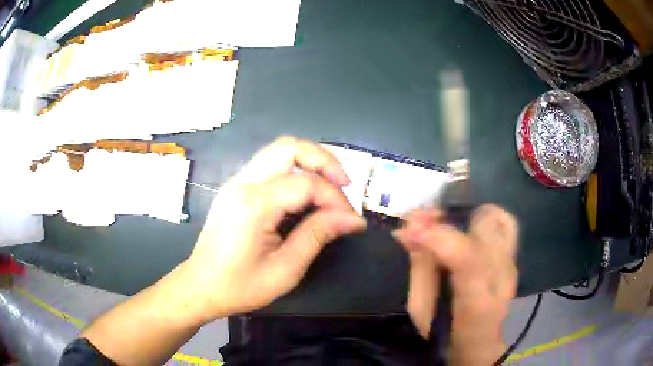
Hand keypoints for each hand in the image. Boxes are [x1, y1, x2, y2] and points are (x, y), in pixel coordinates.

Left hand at [186, 137, 366, 320]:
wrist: (201, 287)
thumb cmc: (241, 286)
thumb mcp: (285, 269)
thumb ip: (318, 235)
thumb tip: (351, 219)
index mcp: (254, 205)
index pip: (306, 184)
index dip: (336, 199)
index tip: (352, 220)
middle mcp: (243, 183)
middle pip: (289, 147)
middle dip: (324, 160)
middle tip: (343, 185)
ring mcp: (236, 182)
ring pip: (278, 150)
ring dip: (309, 161)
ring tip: (329, 185)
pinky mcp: (235, 187)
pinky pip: (269, 164)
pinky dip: (293, 168)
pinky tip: (305, 191)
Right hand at [393, 205, 517, 364]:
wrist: (479, 346)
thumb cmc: (444, 335)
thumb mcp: (421, 310)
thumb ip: (419, 267)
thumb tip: (406, 230)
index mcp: (477, 304)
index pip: (468, 259)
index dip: (437, 236)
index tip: (409, 229)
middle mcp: (503, 280)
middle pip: (487, 229)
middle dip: (451, 217)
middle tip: (424, 221)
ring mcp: (512, 267)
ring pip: (501, 220)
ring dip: (469, 214)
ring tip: (447, 222)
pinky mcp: (514, 261)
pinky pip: (505, 226)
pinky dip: (483, 218)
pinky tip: (465, 227)